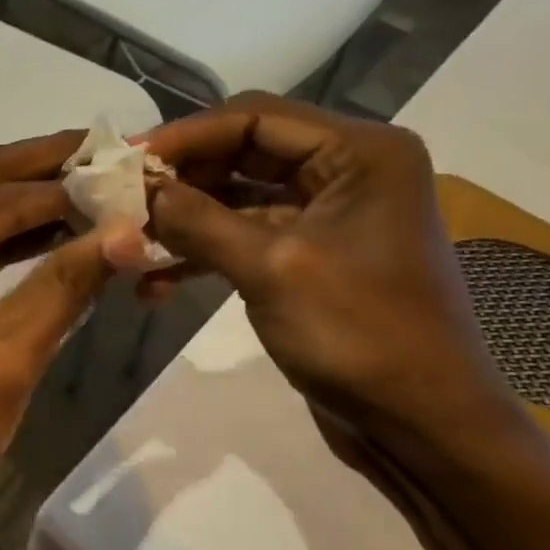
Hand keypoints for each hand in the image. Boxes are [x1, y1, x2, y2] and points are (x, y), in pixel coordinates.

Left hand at [0, 133, 132, 538]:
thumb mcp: (6, 355)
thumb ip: (66, 283)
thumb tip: (129, 231)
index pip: (2, 196)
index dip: (70, 187)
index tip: (129, 174)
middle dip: (47, 167)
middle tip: (111, 150)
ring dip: (29, 197)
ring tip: (94, 183)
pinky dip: (5, 232)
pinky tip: (53, 227)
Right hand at [135, 94, 528, 464]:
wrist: (426, 431)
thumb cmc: (362, 337)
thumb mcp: (271, 269)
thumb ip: (198, 220)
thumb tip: (139, 188)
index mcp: (359, 153)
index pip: (254, 117)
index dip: (186, 135)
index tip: (129, 159)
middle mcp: (347, 170)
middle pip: (243, 152)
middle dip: (182, 177)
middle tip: (123, 196)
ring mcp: (328, 213)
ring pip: (237, 196)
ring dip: (186, 218)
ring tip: (131, 240)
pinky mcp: (310, 254)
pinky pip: (247, 235)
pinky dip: (205, 252)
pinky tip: (156, 282)